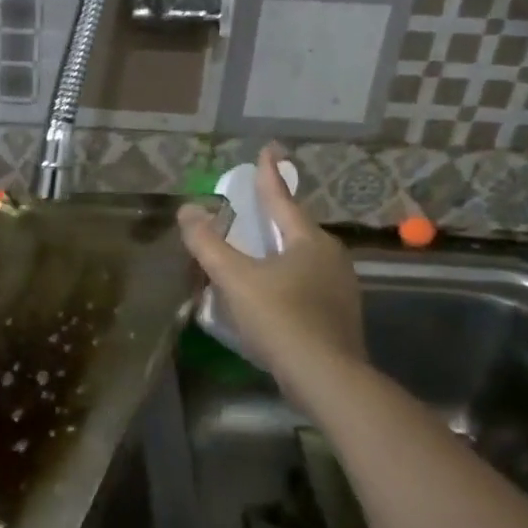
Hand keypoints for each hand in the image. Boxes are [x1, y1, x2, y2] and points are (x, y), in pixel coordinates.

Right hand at [179, 145, 366, 384]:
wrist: (327, 378)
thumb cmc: (281, 318)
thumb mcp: (236, 279)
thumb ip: (209, 244)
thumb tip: (187, 210)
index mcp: (309, 241)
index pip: (282, 198)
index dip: (269, 174)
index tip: (267, 149)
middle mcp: (331, 257)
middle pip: (295, 228)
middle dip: (274, 216)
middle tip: (254, 206)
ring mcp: (340, 288)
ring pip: (303, 258)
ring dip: (279, 250)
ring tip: (258, 250)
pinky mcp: (340, 316)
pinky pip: (308, 283)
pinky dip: (287, 278)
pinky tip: (272, 293)